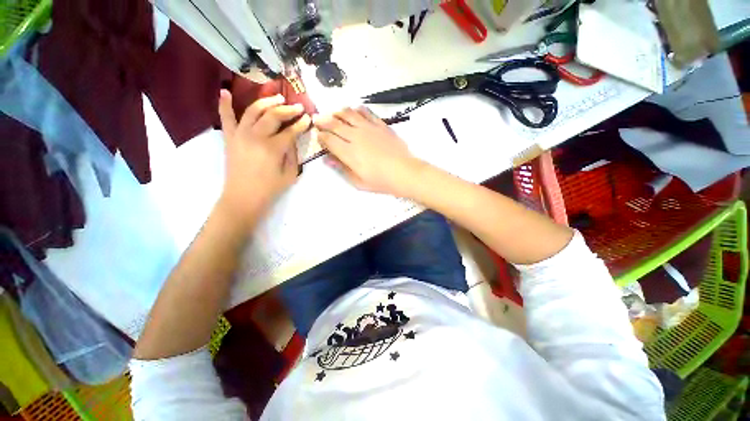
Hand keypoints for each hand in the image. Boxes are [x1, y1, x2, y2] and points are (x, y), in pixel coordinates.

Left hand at [217, 90, 310, 227]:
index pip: (291, 130)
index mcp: (273, 148)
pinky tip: (226, 91)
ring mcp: (240, 134)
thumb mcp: (290, 174)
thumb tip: (293, 139)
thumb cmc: (270, 188)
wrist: (244, 197)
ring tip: (277, 98)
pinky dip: (224, 104)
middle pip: (273, 115)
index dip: (301, 123)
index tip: (308, 118)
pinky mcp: (230, 137)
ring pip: (253, 110)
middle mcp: (256, 136)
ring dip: (267, 101)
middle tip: (298, 107)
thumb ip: (293, 154)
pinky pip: (226, 118)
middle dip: (288, 109)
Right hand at [314, 107, 424, 196]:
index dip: (321, 136)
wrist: (404, 172)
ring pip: (348, 114)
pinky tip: (355, 110)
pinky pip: (366, 112)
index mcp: (348, 153)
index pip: (329, 140)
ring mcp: (368, 128)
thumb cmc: (380, 181)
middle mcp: (355, 136)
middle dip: (323, 121)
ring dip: (338, 112)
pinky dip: (357, 109)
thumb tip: (327, 159)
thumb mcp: (358, 182)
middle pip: (335, 124)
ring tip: (334, 114)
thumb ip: (342, 169)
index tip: (318, 136)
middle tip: (317, 119)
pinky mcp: (380, 125)